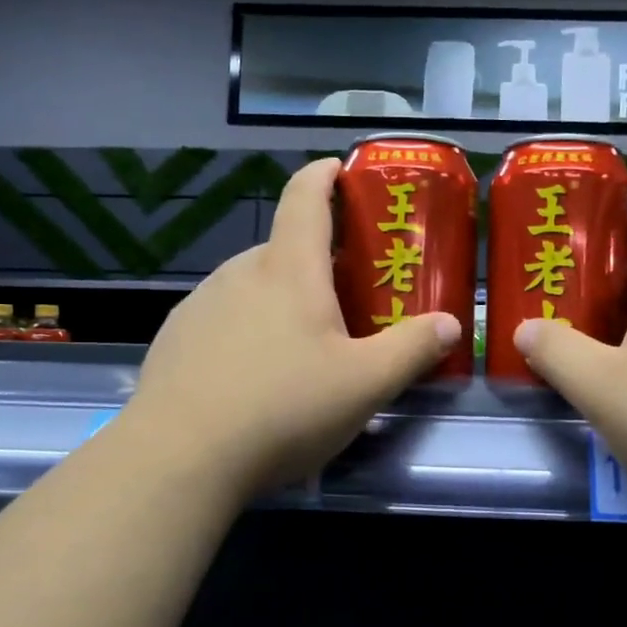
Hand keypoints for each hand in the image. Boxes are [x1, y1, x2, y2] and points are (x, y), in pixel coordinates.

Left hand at [126, 157, 459, 502]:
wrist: (179, 458)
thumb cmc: (283, 408)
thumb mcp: (365, 384)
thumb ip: (412, 349)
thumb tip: (450, 324)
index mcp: (289, 270)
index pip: (305, 197)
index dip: (324, 175)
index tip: (339, 168)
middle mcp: (240, 273)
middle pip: (284, 248)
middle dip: (318, 262)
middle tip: (347, 297)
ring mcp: (200, 304)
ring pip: (252, 286)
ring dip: (281, 298)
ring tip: (302, 346)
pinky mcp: (176, 339)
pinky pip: (223, 317)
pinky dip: (247, 329)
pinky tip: (254, 376)